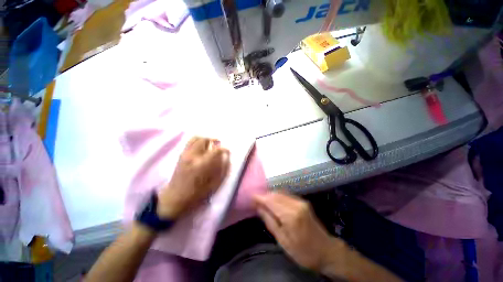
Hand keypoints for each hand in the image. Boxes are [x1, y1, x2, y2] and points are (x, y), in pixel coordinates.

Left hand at [157, 137, 229, 219]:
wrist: (175, 197)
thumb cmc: (196, 195)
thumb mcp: (213, 186)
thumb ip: (221, 171)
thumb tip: (226, 158)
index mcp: (201, 164)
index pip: (216, 150)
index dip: (224, 149)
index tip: (228, 151)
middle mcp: (192, 155)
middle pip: (204, 140)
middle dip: (213, 140)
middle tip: (219, 145)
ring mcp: (185, 154)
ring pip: (196, 138)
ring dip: (205, 139)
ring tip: (210, 144)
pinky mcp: (180, 155)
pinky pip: (189, 142)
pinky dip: (197, 141)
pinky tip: (201, 148)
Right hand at [254, 192, 344, 271]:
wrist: (326, 251)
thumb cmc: (303, 252)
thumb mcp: (283, 241)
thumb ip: (270, 221)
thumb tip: (258, 207)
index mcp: (290, 214)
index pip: (269, 199)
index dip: (257, 198)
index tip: (246, 199)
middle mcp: (297, 204)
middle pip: (276, 194)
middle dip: (263, 196)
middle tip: (251, 203)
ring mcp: (303, 203)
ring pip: (282, 194)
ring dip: (270, 197)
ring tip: (259, 205)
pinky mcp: (305, 205)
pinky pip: (288, 197)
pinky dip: (278, 199)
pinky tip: (272, 206)